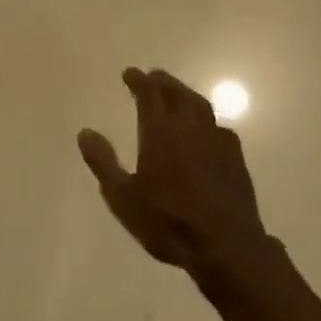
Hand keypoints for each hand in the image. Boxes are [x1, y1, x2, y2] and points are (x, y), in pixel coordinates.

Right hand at [78, 67, 269, 277]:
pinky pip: (219, 126)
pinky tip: (206, 130)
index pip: (149, 92)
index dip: (138, 79)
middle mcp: (190, 126)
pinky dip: (206, 120)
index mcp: (160, 131)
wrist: (227, 247)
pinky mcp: (236, 157)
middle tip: (152, 78)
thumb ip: (103, 163)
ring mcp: (216, 140)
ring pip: (200, 105)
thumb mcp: (123, 198)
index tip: (129, 73)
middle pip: (176, 92)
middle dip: (162, 81)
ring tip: (177, 95)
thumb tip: (85, 132)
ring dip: (185, 94)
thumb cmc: (169, 222)